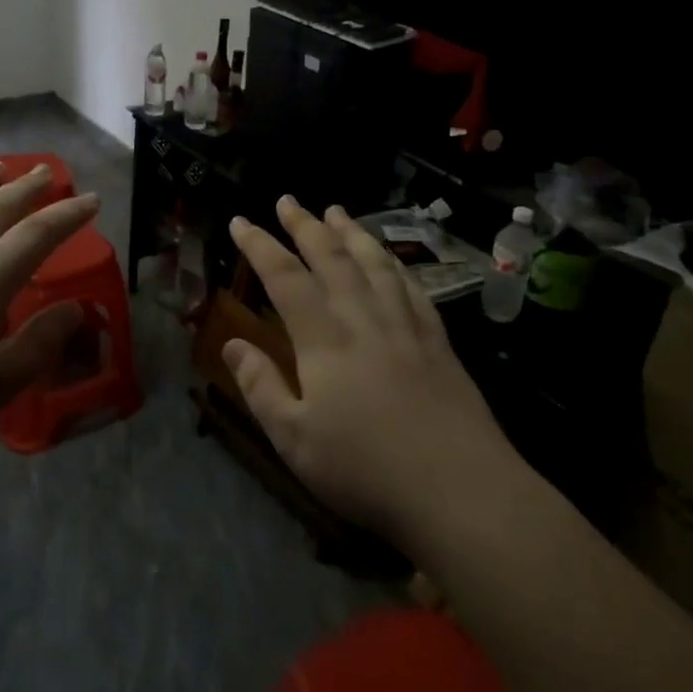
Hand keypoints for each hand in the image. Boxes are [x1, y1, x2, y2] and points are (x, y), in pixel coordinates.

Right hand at [224, 197, 520, 541]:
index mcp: (324, 340)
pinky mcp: (439, 343)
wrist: (462, 491)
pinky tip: (390, 260)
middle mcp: (364, 320)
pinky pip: (412, 289)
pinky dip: (395, 265)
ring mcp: (407, 327)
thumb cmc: (366, 470)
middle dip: (305, 225)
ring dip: (352, 233)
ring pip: (375, 264)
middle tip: (287, 200)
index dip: (260, 245)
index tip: (241, 221)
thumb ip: (261, 388)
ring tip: (336, 210)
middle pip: (332, 258)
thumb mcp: (294, 440)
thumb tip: (231, 344)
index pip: (285, 277)